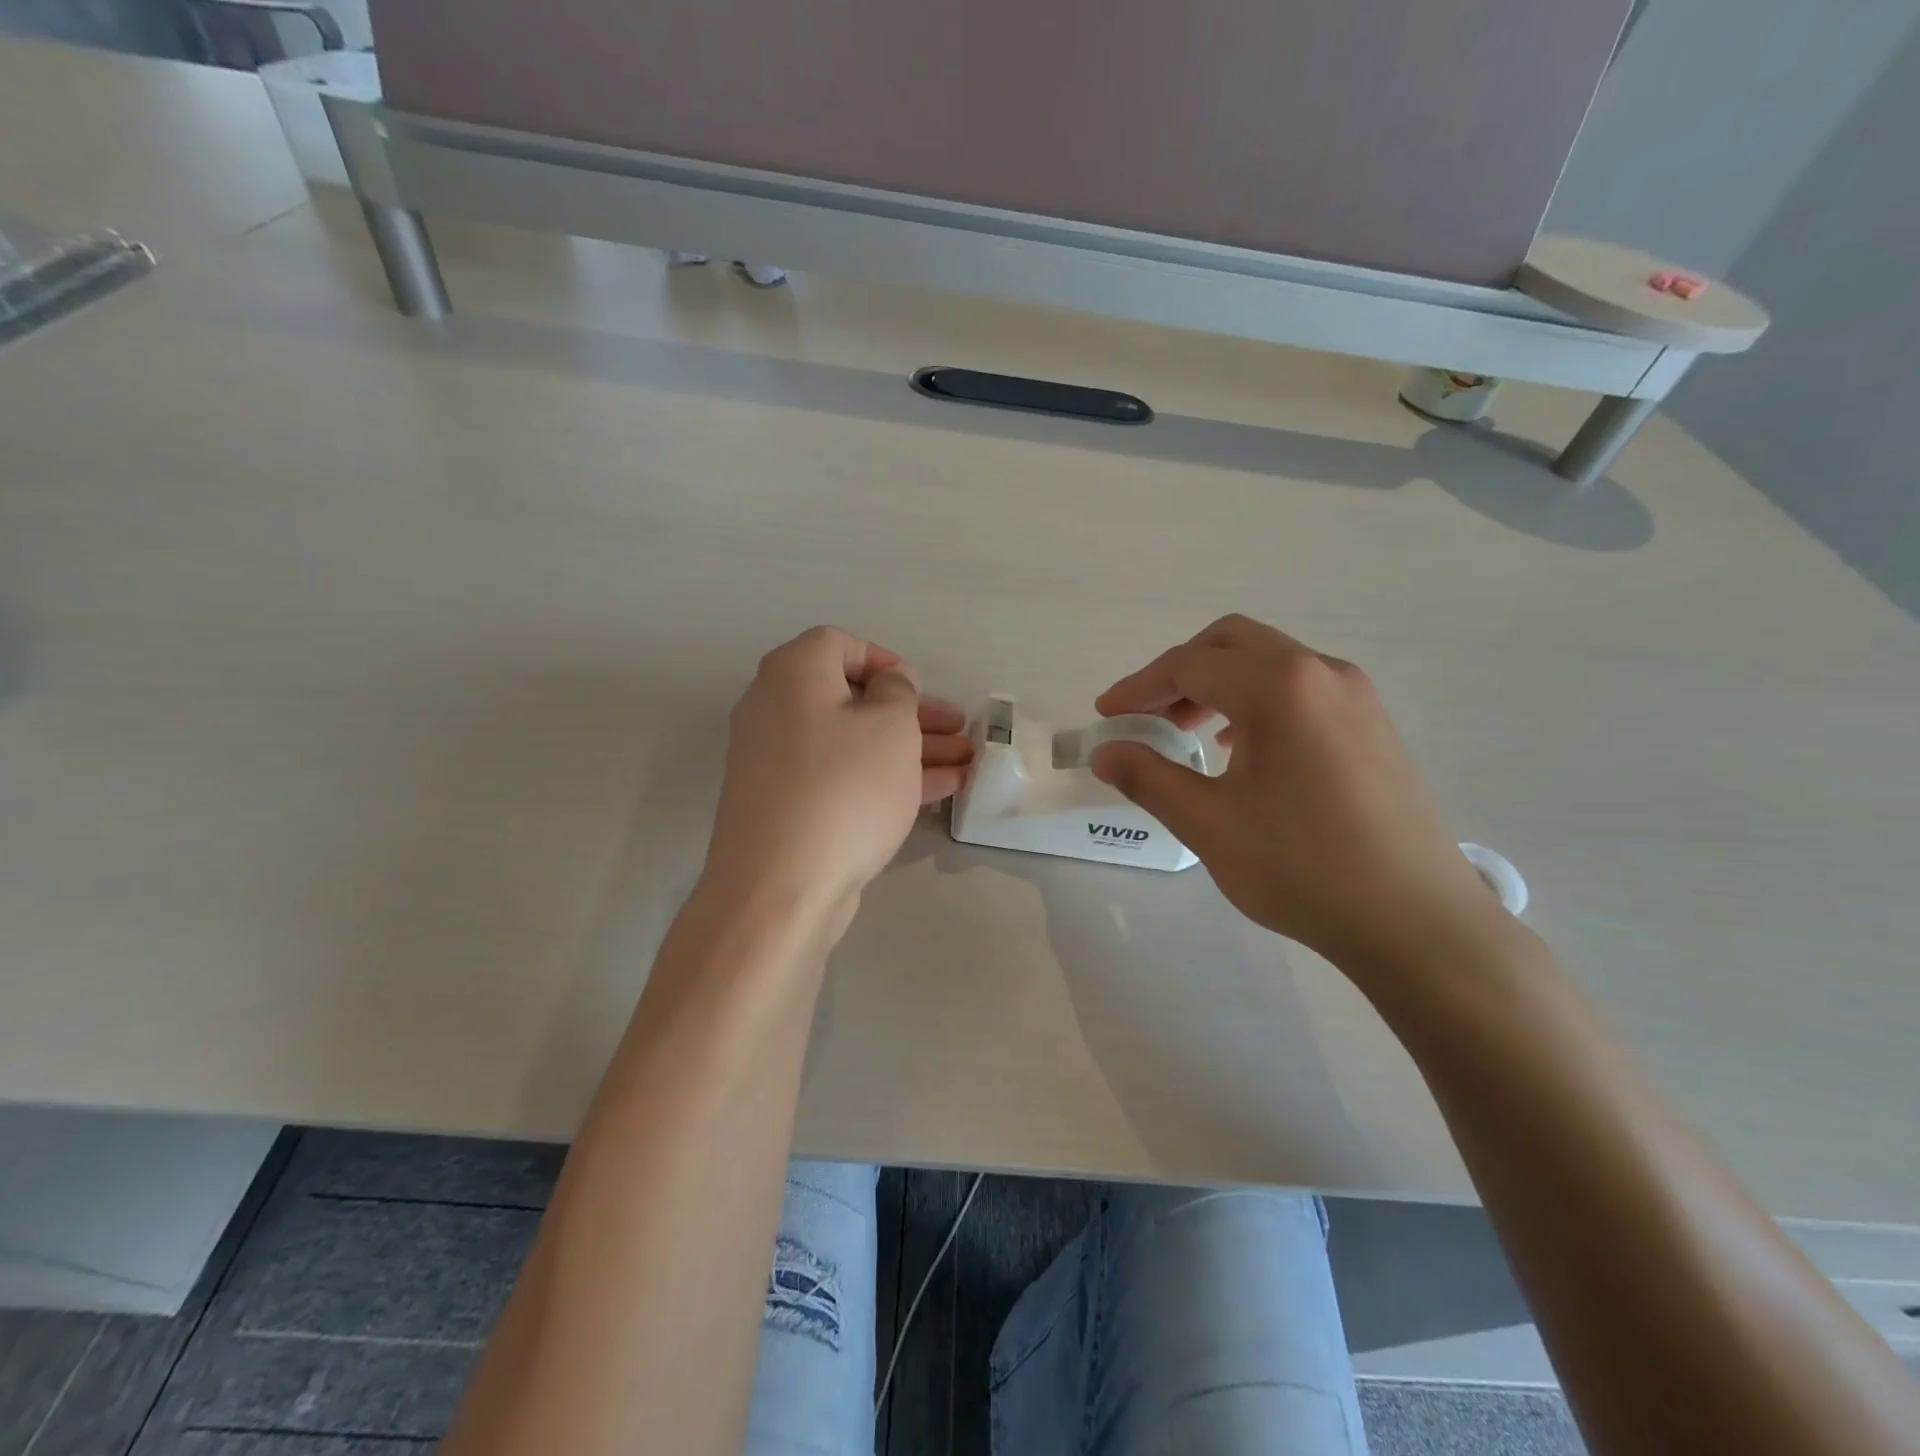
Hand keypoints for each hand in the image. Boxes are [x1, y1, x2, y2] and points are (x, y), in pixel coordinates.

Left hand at [702, 627, 972, 933]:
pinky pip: (842, 776)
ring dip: (909, 749)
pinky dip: (884, 777)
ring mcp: (778, 763)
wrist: (781, 887)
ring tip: (965, 763)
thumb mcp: (890, 726)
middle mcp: (776, 710)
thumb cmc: (844, 788)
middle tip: (959, 729)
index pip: (840, 644)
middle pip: (853, 699)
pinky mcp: (788, 806)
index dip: (886, 660)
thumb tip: (888, 686)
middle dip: (913, 714)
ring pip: (854, 742)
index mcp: (793, 675)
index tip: (919, 689)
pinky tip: (937, 791)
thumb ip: (898, 692)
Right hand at [1091, 615, 1506, 971]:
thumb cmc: (1303, 867)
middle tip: (1146, 716)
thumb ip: (1148, 778)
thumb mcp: (1209, 824)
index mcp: (1279, 686)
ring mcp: (1356, 697)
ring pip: (1268, 664)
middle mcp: (1321, 673)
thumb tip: (1104, 753)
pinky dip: (1256, 702)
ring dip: (1218, 686)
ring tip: (1187, 733)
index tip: (1105, 716)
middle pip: (1231, 645)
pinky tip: (1242, 751)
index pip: (1189, 665)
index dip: (1138, 688)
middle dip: (1178, 673)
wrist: (1416, 922)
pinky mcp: (1373, 726)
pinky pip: (1300, 690)